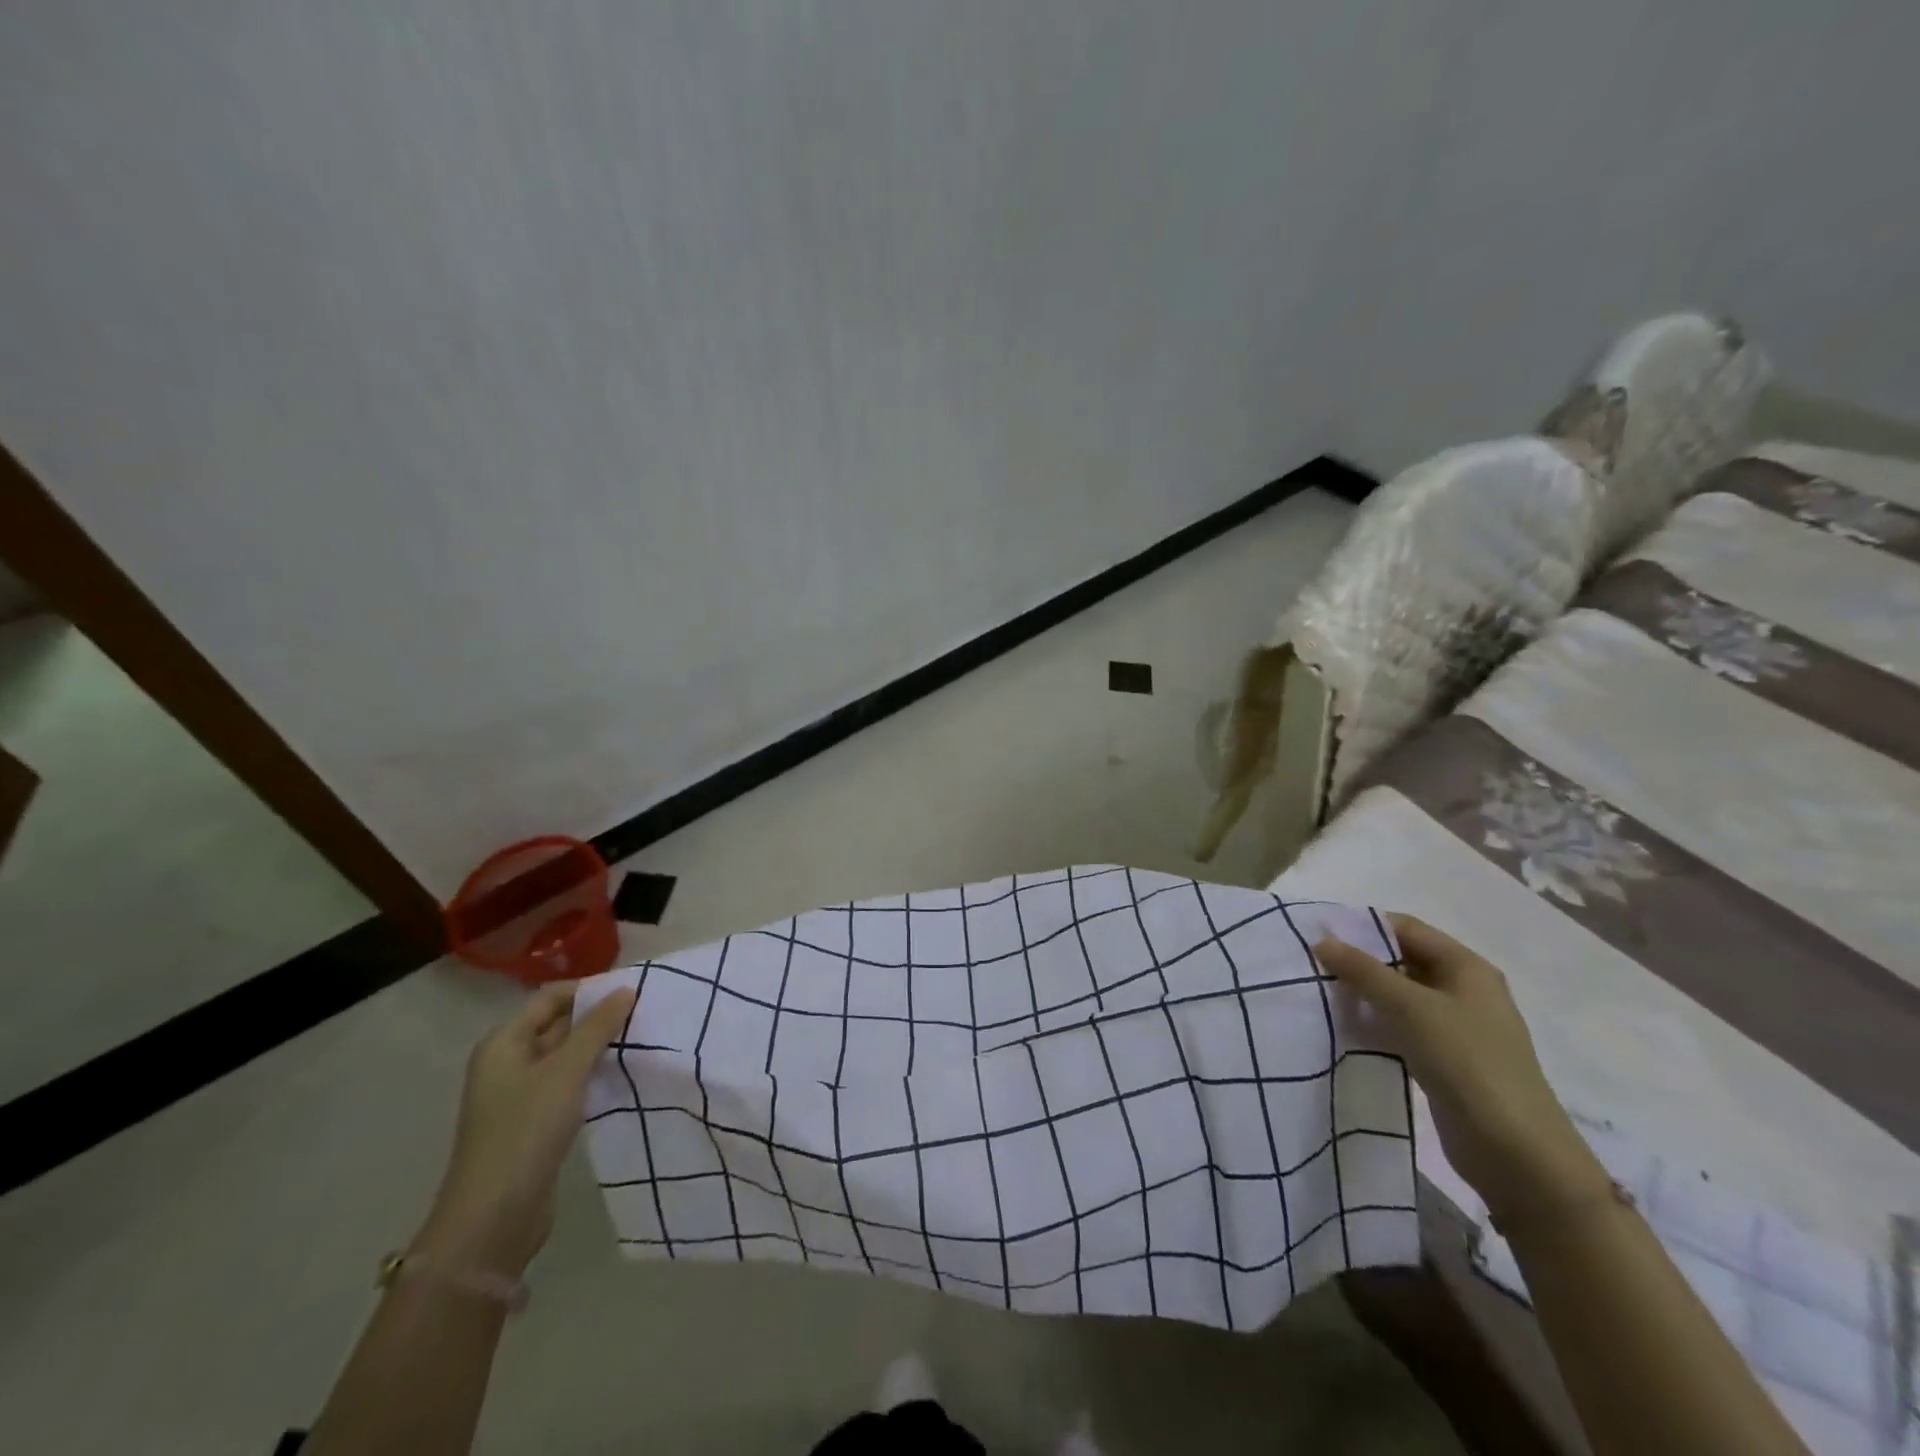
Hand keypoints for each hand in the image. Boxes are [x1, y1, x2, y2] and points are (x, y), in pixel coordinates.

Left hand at [413, 982, 637, 1276]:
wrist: (494, 1217)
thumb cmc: (526, 1130)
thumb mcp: (567, 1070)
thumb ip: (598, 1027)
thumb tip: (626, 989)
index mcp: (503, 1043)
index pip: (551, 998)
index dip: (589, 990)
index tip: (633, 990)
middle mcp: (507, 1062)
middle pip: (557, 1025)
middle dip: (598, 1018)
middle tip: (644, 1012)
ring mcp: (519, 1095)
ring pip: (566, 1056)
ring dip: (599, 1047)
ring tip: (641, 1038)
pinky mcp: (534, 1122)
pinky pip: (568, 1084)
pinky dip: (593, 1075)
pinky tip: (622, 1074)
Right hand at [1315, 915, 1609, 1223]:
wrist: (1515, 1152)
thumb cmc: (1467, 1062)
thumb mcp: (1410, 1007)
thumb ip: (1363, 970)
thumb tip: (1321, 940)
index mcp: (1466, 968)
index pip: (1407, 928)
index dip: (1364, 926)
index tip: (1318, 934)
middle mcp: (1463, 990)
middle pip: (1402, 960)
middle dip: (1360, 961)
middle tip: (1312, 965)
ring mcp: (1456, 1027)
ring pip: (1399, 996)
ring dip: (1364, 993)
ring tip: (1320, 994)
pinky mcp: (1445, 1059)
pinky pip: (1401, 1027)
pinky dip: (1374, 1023)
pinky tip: (1344, 1028)